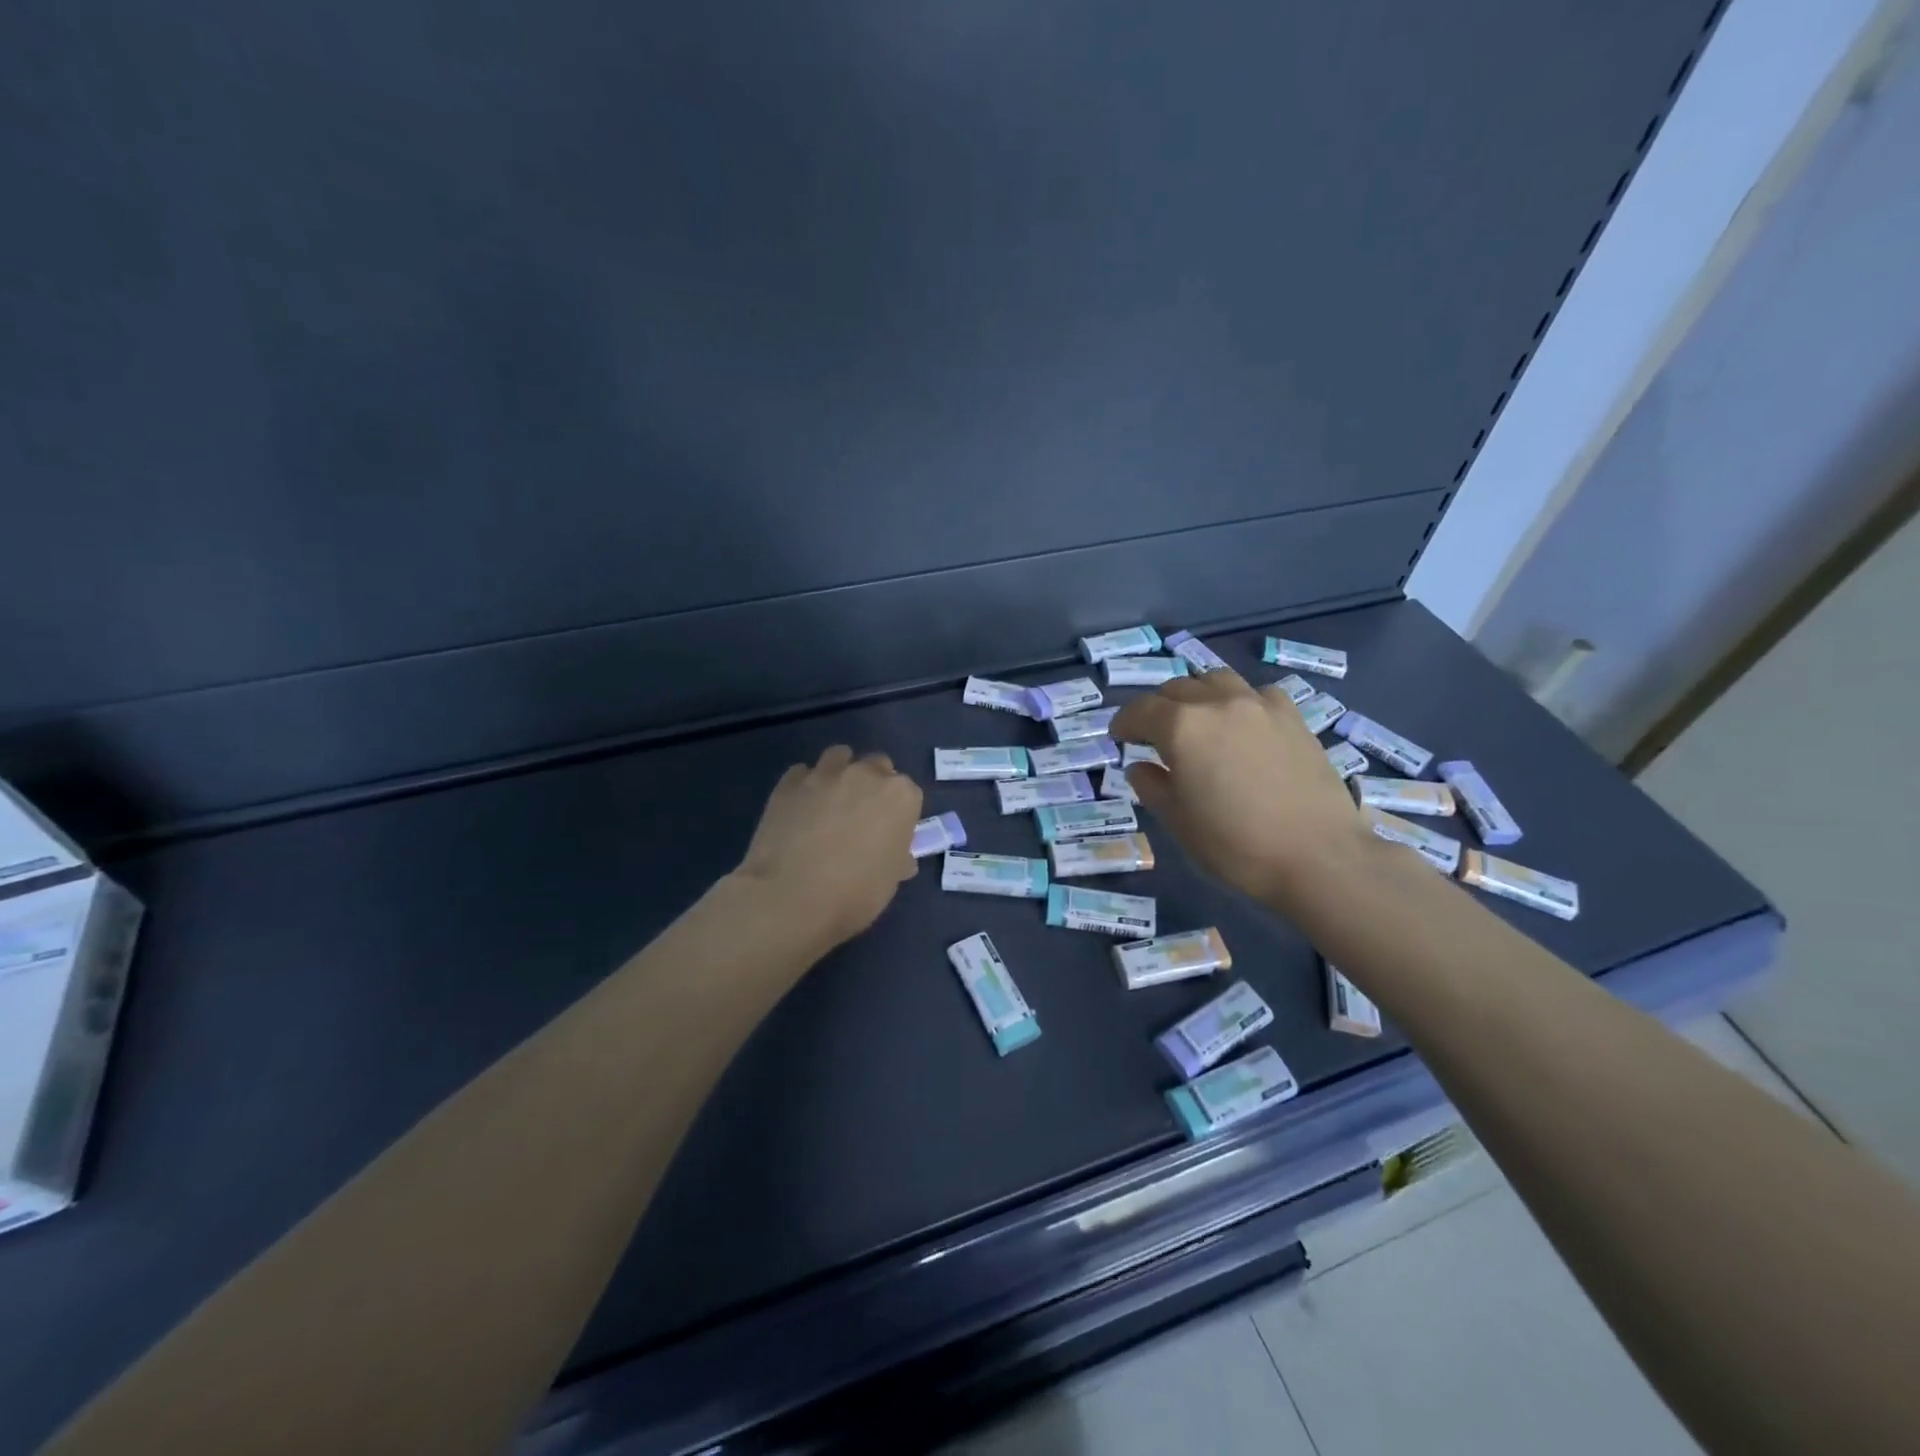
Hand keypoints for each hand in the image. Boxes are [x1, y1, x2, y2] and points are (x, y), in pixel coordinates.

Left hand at [735, 745, 923, 953]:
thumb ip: (897, 859)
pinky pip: (802, 773)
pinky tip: (799, 809)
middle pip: (877, 766)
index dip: (898, 812)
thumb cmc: (854, 894)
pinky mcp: (789, 782)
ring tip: (829, 802)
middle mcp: (866, 774)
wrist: (790, 897)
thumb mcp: (890, 882)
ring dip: (839, 773)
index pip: (908, 793)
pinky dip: (805, 785)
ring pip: (839, 757)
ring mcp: (825, 774)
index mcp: (900, 796)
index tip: (889, 832)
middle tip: (860, 816)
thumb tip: (899, 856)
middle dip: (872, 784)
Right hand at [1111, 670, 1365, 911]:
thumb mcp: (1178, 822)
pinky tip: (1242, 726)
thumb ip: (1152, 787)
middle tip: (1153, 735)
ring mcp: (1260, 705)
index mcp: (1182, 727)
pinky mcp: (1293, 716)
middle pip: (1176, 689)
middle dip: (1158, 708)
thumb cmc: (1236, 844)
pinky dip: (1238, 702)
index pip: (1140, 710)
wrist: (1318, 856)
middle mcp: (1218, 703)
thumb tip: (1141, 767)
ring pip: (1216, 680)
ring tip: (1197, 721)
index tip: (1118, 737)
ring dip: (1197, 696)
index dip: (1124, 722)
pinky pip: (1255, 694)